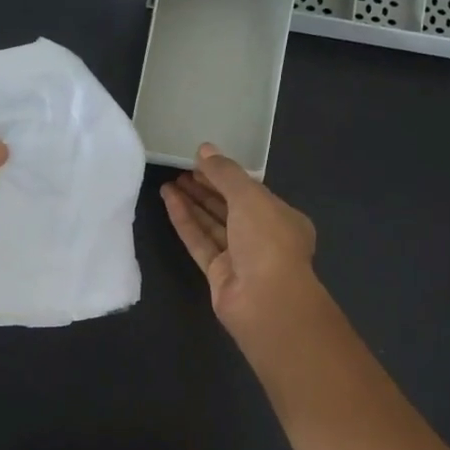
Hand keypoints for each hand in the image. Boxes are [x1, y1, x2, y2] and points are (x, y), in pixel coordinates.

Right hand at [161, 144, 318, 337]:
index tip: (200, 160)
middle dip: (207, 188)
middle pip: (230, 207)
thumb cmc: (267, 241)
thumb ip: (226, 173)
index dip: (226, 175)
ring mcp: (240, 258)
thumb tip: (205, 149)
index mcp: (281, 218)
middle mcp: (262, 237)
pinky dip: (185, 221)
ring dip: (192, 203)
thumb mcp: (249, 197)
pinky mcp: (218, 274)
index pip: (251, 192)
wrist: (265, 300)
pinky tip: (169, 201)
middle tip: (180, 170)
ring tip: (169, 182)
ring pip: (212, 225)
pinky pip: (199, 242)